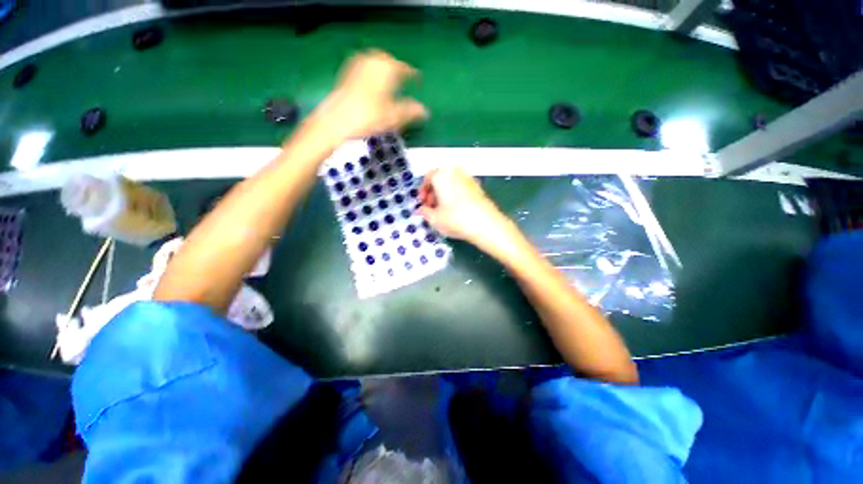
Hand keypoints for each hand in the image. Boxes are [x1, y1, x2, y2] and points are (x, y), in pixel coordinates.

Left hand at [308, 50, 427, 144]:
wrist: (336, 120)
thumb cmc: (368, 117)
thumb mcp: (393, 117)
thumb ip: (410, 111)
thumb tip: (425, 111)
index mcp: (386, 70)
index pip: (404, 69)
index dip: (412, 74)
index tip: (418, 78)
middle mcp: (372, 62)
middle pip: (388, 60)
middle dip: (397, 67)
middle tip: (403, 77)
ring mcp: (357, 66)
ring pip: (375, 61)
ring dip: (383, 67)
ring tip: (389, 78)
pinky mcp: (347, 73)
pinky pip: (363, 65)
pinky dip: (371, 70)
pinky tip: (372, 81)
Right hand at [417, 167, 511, 245]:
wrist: (485, 224)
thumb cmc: (456, 219)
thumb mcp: (434, 219)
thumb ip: (424, 212)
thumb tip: (421, 211)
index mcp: (441, 175)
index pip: (427, 177)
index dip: (423, 191)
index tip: (423, 202)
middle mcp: (455, 172)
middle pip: (440, 178)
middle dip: (433, 192)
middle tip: (432, 207)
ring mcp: (468, 178)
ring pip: (451, 183)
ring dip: (444, 194)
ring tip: (443, 210)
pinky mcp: (478, 187)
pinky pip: (461, 187)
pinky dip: (456, 195)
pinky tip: (456, 210)